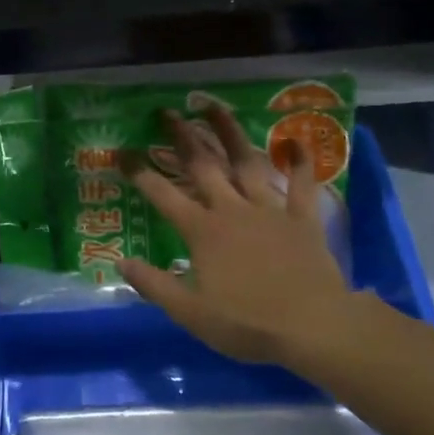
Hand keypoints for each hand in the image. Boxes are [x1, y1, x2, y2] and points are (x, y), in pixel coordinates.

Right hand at [120, 104, 358, 367]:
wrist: (313, 326)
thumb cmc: (247, 322)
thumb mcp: (190, 312)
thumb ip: (154, 285)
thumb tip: (121, 261)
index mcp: (202, 231)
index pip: (162, 195)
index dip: (140, 172)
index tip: (122, 152)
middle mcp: (231, 210)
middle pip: (203, 166)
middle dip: (182, 137)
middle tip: (168, 112)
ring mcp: (269, 210)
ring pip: (246, 163)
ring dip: (230, 133)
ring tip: (215, 108)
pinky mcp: (302, 219)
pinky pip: (301, 185)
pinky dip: (300, 163)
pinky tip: (296, 141)